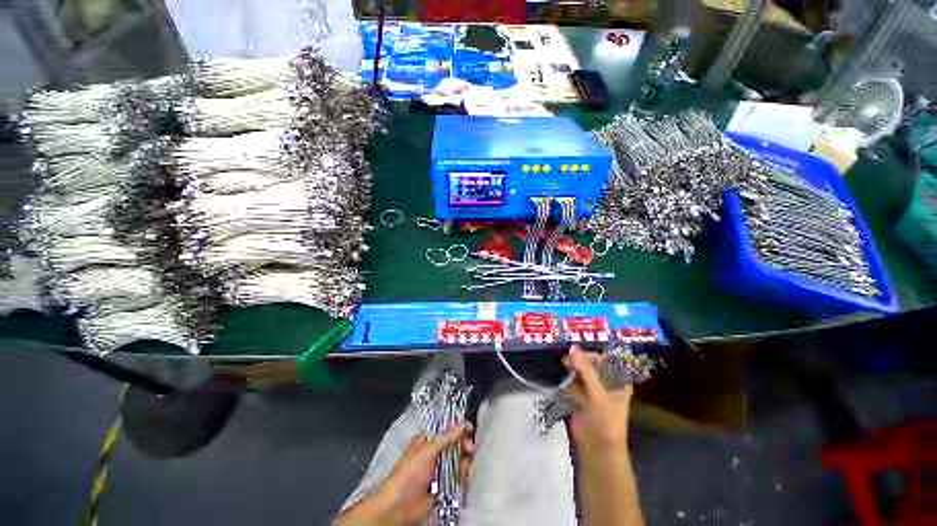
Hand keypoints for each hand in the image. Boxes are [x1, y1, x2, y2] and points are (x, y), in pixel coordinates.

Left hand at [336, 423, 474, 525]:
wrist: (397, 509)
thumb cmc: (408, 474)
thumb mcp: (428, 450)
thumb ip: (447, 437)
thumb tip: (463, 424)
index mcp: (427, 441)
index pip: (446, 430)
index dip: (458, 429)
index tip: (469, 429)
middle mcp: (434, 454)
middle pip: (454, 445)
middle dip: (464, 445)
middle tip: (469, 447)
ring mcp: (438, 471)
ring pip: (458, 461)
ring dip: (464, 461)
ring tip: (466, 463)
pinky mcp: (443, 487)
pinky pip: (457, 478)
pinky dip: (463, 476)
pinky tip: (464, 475)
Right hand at [563, 346, 643, 525]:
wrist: (597, 448)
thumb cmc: (605, 420)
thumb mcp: (598, 392)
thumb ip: (586, 369)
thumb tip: (572, 347)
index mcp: (618, 381)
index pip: (606, 360)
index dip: (592, 354)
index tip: (578, 352)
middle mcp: (606, 383)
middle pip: (592, 364)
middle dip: (580, 360)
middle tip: (567, 359)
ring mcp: (592, 390)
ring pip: (581, 372)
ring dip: (572, 367)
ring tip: (563, 364)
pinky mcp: (580, 396)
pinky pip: (573, 382)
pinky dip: (567, 378)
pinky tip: (562, 375)